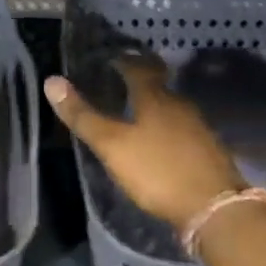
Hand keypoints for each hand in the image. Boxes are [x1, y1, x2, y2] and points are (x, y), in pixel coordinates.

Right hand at [45, 56, 244, 227]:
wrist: (214, 208)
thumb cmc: (157, 171)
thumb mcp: (112, 145)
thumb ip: (83, 115)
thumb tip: (51, 80)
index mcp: (155, 98)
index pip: (137, 68)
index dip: (122, 61)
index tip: (109, 58)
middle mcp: (180, 105)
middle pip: (157, 87)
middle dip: (137, 85)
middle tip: (116, 87)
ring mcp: (198, 128)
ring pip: (170, 110)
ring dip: (153, 109)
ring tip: (133, 116)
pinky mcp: (208, 151)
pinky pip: (182, 130)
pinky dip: (167, 131)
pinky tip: (158, 144)